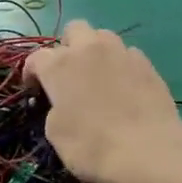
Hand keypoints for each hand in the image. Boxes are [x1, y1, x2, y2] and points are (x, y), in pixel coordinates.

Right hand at [24, 21, 181, 182]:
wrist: (150, 151)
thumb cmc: (93, 147)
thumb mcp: (56, 135)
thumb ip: (54, 109)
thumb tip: (63, 103)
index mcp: (60, 65)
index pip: (36, 57)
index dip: (31, 73)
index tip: (34, 90)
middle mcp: (91, 49)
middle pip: (74, 30)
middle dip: (67, 47)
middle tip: (69, 74)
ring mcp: (122, 53)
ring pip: (104, 37)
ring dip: (96, 51)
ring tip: (98, 77)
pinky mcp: (147, 64)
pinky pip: (128, 54)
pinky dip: (121, 65)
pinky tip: (124, 87)